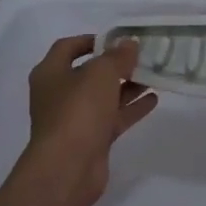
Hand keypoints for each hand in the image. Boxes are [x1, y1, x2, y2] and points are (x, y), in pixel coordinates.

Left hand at [0, 36, 157, 205]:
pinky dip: (130, 108)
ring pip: (103, 96)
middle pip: (89, 73)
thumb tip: (129, 44)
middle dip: (115, 65)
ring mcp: (74, 119)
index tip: (117, 38)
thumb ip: (117, 56)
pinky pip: (113, 118)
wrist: (68, 168)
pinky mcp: (90, 140)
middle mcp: (59, 94)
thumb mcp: (101, 73)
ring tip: (154, 75)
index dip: (91, 39)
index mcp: (51, 73)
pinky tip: (153, 99)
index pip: (68, 47)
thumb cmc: (78, 110)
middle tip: (142, 56)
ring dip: (127, 86)